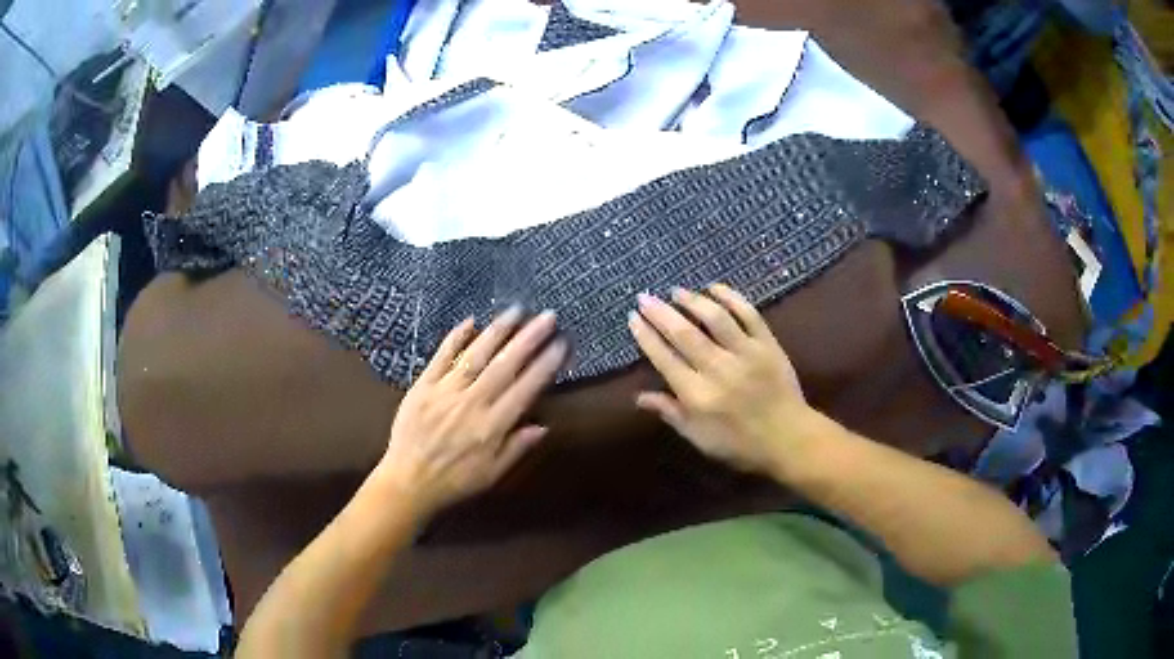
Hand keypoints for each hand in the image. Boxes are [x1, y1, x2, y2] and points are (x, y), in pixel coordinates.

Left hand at [376, 309, 565, 517]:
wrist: (408, 482)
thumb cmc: (455, 481)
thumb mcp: (492, 475)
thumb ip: (516, 448)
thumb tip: (542, 425)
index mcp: (492, 426)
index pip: (525, 388)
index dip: (546, 364)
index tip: (562, 344)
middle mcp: (472, 404)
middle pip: (505, 365)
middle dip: (529, 338)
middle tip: (548, 316)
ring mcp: (445, 391)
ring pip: (476, 355)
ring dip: (498, 331)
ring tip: (516, 310)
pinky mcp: (422, 386)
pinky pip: (441, 357)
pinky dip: (455, 338)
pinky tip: (471, 321)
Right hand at [628, 285, 819, 474]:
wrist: (789, 439)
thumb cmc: (740, 444)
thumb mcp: (699, 438)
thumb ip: (671, 414)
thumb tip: (638, 397)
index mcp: (698, 396)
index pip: (665, 358)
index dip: (646, 336)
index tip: (633, 318)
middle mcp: (718, 369)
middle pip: (684, 333)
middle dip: (660, 312)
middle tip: (645, 297)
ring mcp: (746, 353)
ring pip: (715, 318)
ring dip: (692, 301)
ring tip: (676, 291)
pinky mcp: (767, 344)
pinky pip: (748, 314)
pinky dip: (731, 297)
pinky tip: (714, 288)